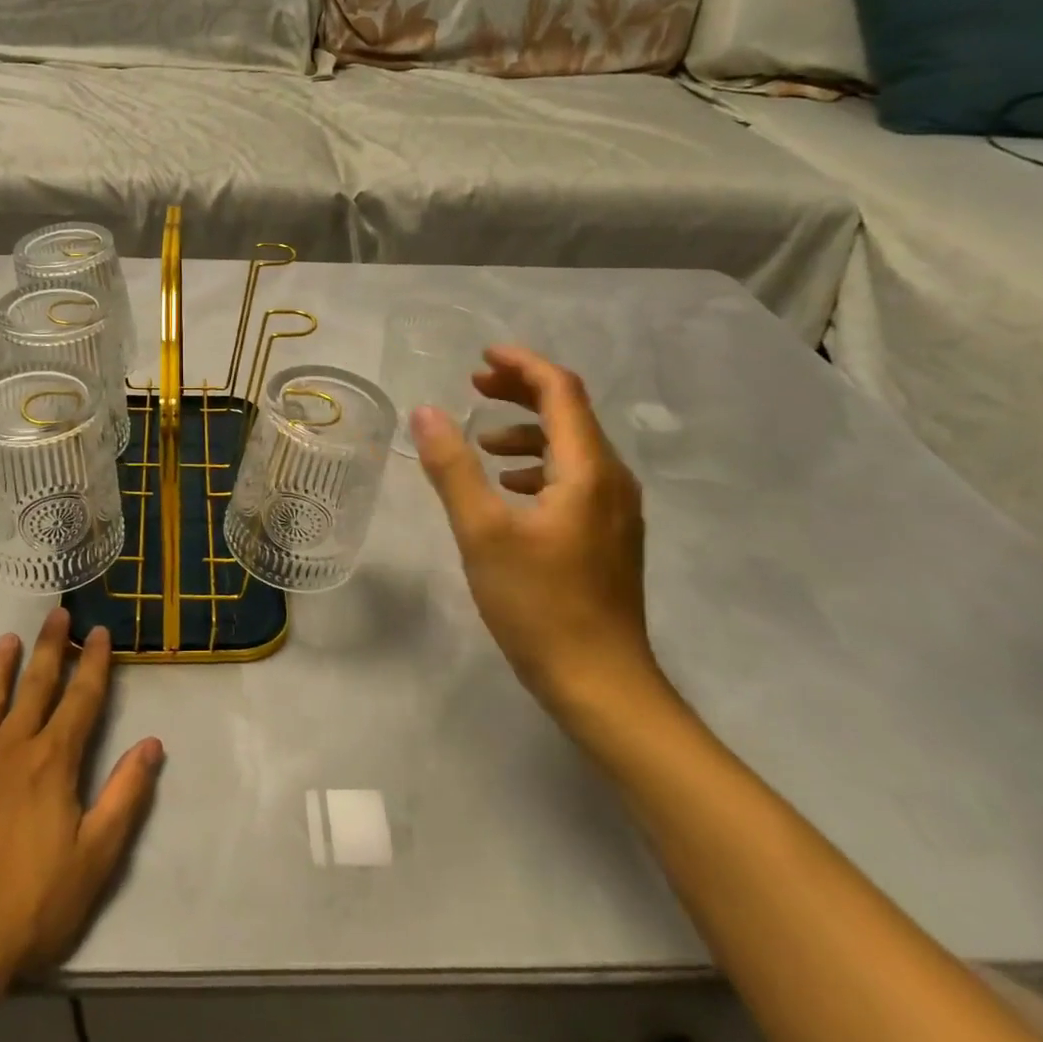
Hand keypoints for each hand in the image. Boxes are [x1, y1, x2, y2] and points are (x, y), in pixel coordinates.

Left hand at [0, 610, 164, 988]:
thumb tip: (152, 743)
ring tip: (6, 639)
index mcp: (52, 762)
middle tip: (57, 613)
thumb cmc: (28, 908)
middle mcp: (10, 750)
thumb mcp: (95, 859)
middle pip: (35, 687)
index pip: (81, 700)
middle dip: (50, 648)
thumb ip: (126, 796)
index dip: (94, 663)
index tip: (99, 631)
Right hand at [411, 345, 659, 722]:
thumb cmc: (539, 606)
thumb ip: (453, 468)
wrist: (602, 684)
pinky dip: (538, 467)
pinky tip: (510, 491)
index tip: (481, 357)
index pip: (561, 391)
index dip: (522, 365)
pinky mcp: (608, 536)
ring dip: (527, 433)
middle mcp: (612, 480)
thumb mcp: (482, 533)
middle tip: (475, 386)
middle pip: (570, 413)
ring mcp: (615, 510)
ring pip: (572, 448)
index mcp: (587, 469)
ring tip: (483, 445)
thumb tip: (426, 412)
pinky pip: (574, 478)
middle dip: (521, 392)